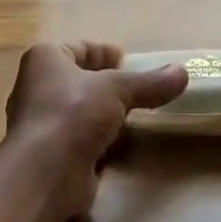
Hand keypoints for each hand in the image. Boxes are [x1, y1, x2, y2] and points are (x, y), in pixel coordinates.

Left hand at [3, 42, 187, 219]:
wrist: (45, 173)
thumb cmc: (73, 113)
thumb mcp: (118, 89)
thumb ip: (150, 82)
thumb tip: (183, 72)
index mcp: (45, 59)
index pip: (79, 48)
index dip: (104, 52)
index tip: (129, 60)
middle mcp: (37, 87)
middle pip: (79, 79)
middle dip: (107, 84)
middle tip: (138, 88)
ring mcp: (42, 123)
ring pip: (81, 111)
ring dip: (105, 113)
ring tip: (136, 115)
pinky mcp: (51, 154)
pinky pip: (80, 138)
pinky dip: (100, 139)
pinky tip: (121, 144)